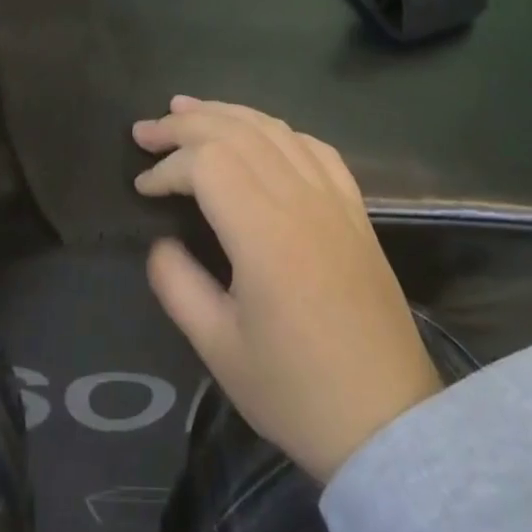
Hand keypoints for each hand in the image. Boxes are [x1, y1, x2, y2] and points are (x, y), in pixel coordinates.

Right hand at [133, 98, 441, 482]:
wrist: (389, 423)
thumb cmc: (297, 391)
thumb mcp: (218, 348)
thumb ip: (177, 284)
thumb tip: (161, 242)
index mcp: (264, 232)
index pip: (206, 163)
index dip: (166, 166)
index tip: (141, 188)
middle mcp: (301, 199)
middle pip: (235, 131)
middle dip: (184, 124)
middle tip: (145, 131)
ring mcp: (334, 199)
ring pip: (274, 129)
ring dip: (226, 113)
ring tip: (187, 108)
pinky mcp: (355, 210)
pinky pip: (314, 148)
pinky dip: (277, 130)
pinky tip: (260, 134)